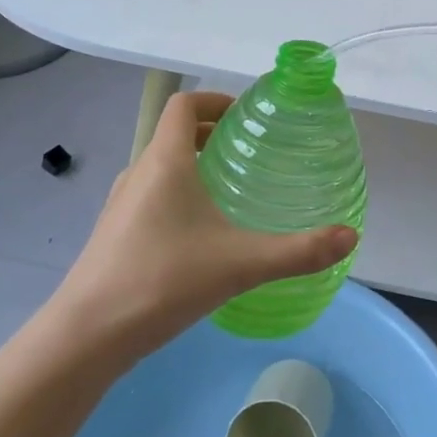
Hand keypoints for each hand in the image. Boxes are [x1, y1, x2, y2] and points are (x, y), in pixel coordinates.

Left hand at [52, 91, 358, 362]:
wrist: (86, 337)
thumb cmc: (162, 281)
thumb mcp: (240, 264)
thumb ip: (298, 251)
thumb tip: (350, 236)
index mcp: (165, 161)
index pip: (184, 104)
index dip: (215, 100)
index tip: (246, 116)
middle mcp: (139, 172)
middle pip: (174, 133)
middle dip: (211, 134)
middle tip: (249, 152)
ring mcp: (120, 204)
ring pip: (161, 166)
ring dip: (193, 164)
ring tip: (230, 190)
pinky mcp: (113, 233)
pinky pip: (150, 195)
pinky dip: (176, 193)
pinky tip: (200, 235)